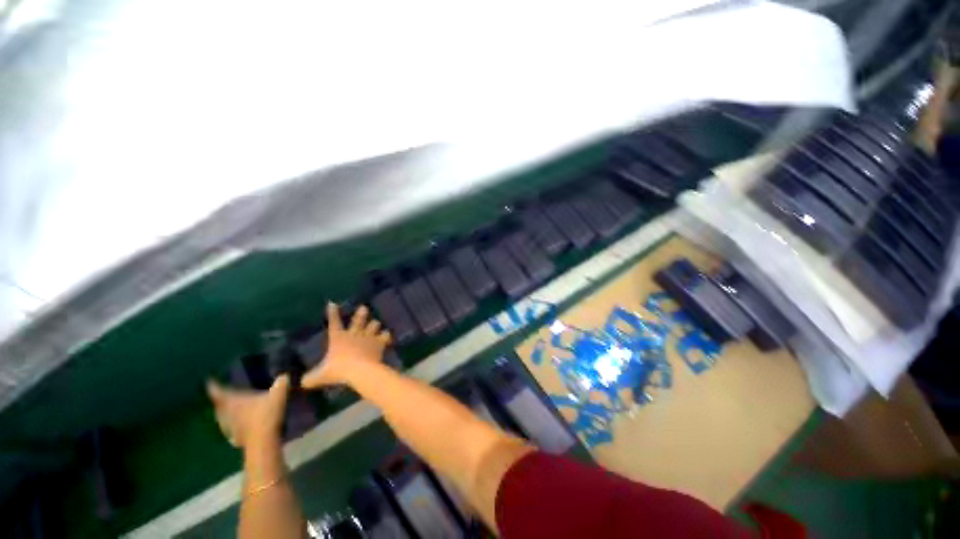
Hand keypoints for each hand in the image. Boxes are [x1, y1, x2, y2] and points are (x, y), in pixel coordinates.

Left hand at [207, 375, 289, 449]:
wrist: (263, 441)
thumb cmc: (266, 414)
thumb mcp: (278, 394)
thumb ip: (281, 383)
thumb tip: (284, 376)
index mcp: (233, 400)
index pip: (218, 391)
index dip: (213, 386)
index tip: (210, 380)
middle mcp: (227, 412)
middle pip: (219, 405)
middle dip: (221, 400)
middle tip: (225, 394)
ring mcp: (229, 426)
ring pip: (223, 417)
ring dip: (226, 412)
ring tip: (233, 408)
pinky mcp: (235, 437)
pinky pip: (231, 427)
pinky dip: (234, 423)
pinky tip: (241, 424)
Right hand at [302, 303, 390, 388]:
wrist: (360, 370)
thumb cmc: (338, 371)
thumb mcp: (319, 376)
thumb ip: (310, 378)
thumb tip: (302, 382)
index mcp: (338, 338)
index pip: (334, 323)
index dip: (333, 313)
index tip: (332, 303)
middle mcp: (354, 334)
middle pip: (359, 319)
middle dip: (361, 313)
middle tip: (364, 308)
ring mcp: (369, 336)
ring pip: (374, 324)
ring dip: (375, 325)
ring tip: (376, 324)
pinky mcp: (379, 342)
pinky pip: (386, 335)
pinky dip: (386, 335)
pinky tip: (387, 337)